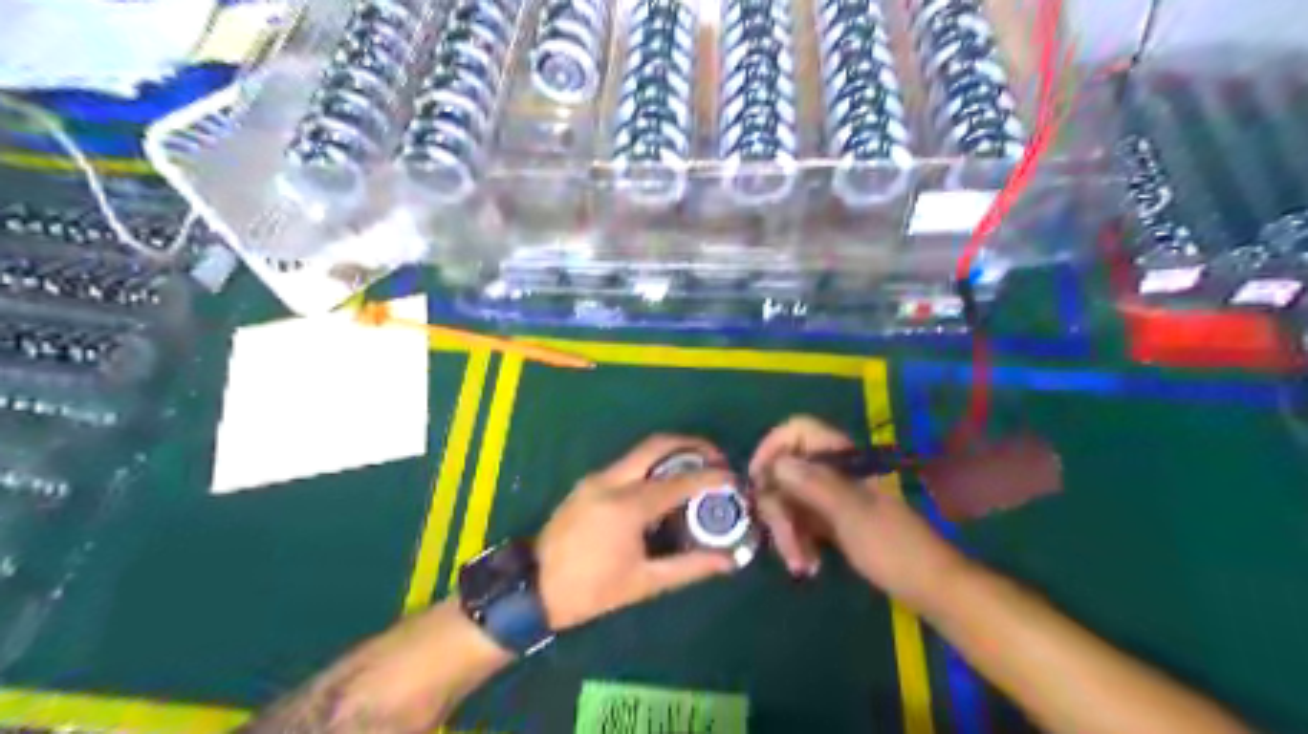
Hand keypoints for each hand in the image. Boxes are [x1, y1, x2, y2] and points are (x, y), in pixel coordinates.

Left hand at [531, 435, 733, 631]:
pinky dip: (652, 466)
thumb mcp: (643, 583)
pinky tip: (664, 487)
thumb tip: (727, 561)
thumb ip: (689, 567)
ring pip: (641, 451)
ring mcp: (596, 478)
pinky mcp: (588, 483)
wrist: (532, 589)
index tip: (733, 479)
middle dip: (692, 445)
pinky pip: (627, 464)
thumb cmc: (589, 590)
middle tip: (716, 459)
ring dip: (672, 454)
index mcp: (627, 506)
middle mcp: (611, 481)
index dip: (711, 477)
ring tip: (696, 472)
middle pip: (657, 445)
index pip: (679, 481)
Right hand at [745, 416, 968, 611]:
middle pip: (786, 471)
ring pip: (790, 500)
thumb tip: (776, 463)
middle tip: (786, 542)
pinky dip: (799, 542)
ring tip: (800, 565)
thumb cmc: (895, 548)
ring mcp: (833, 497)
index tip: (758, 481)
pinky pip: (801, 522)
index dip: (772, 447)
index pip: (798, 430)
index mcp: (843, 458)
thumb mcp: (851, 515)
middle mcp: (834, 472)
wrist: (931, 588)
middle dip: (779, 507)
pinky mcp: (832, 521)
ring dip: (788, 531)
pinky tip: (807, 565)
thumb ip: (813, 484)